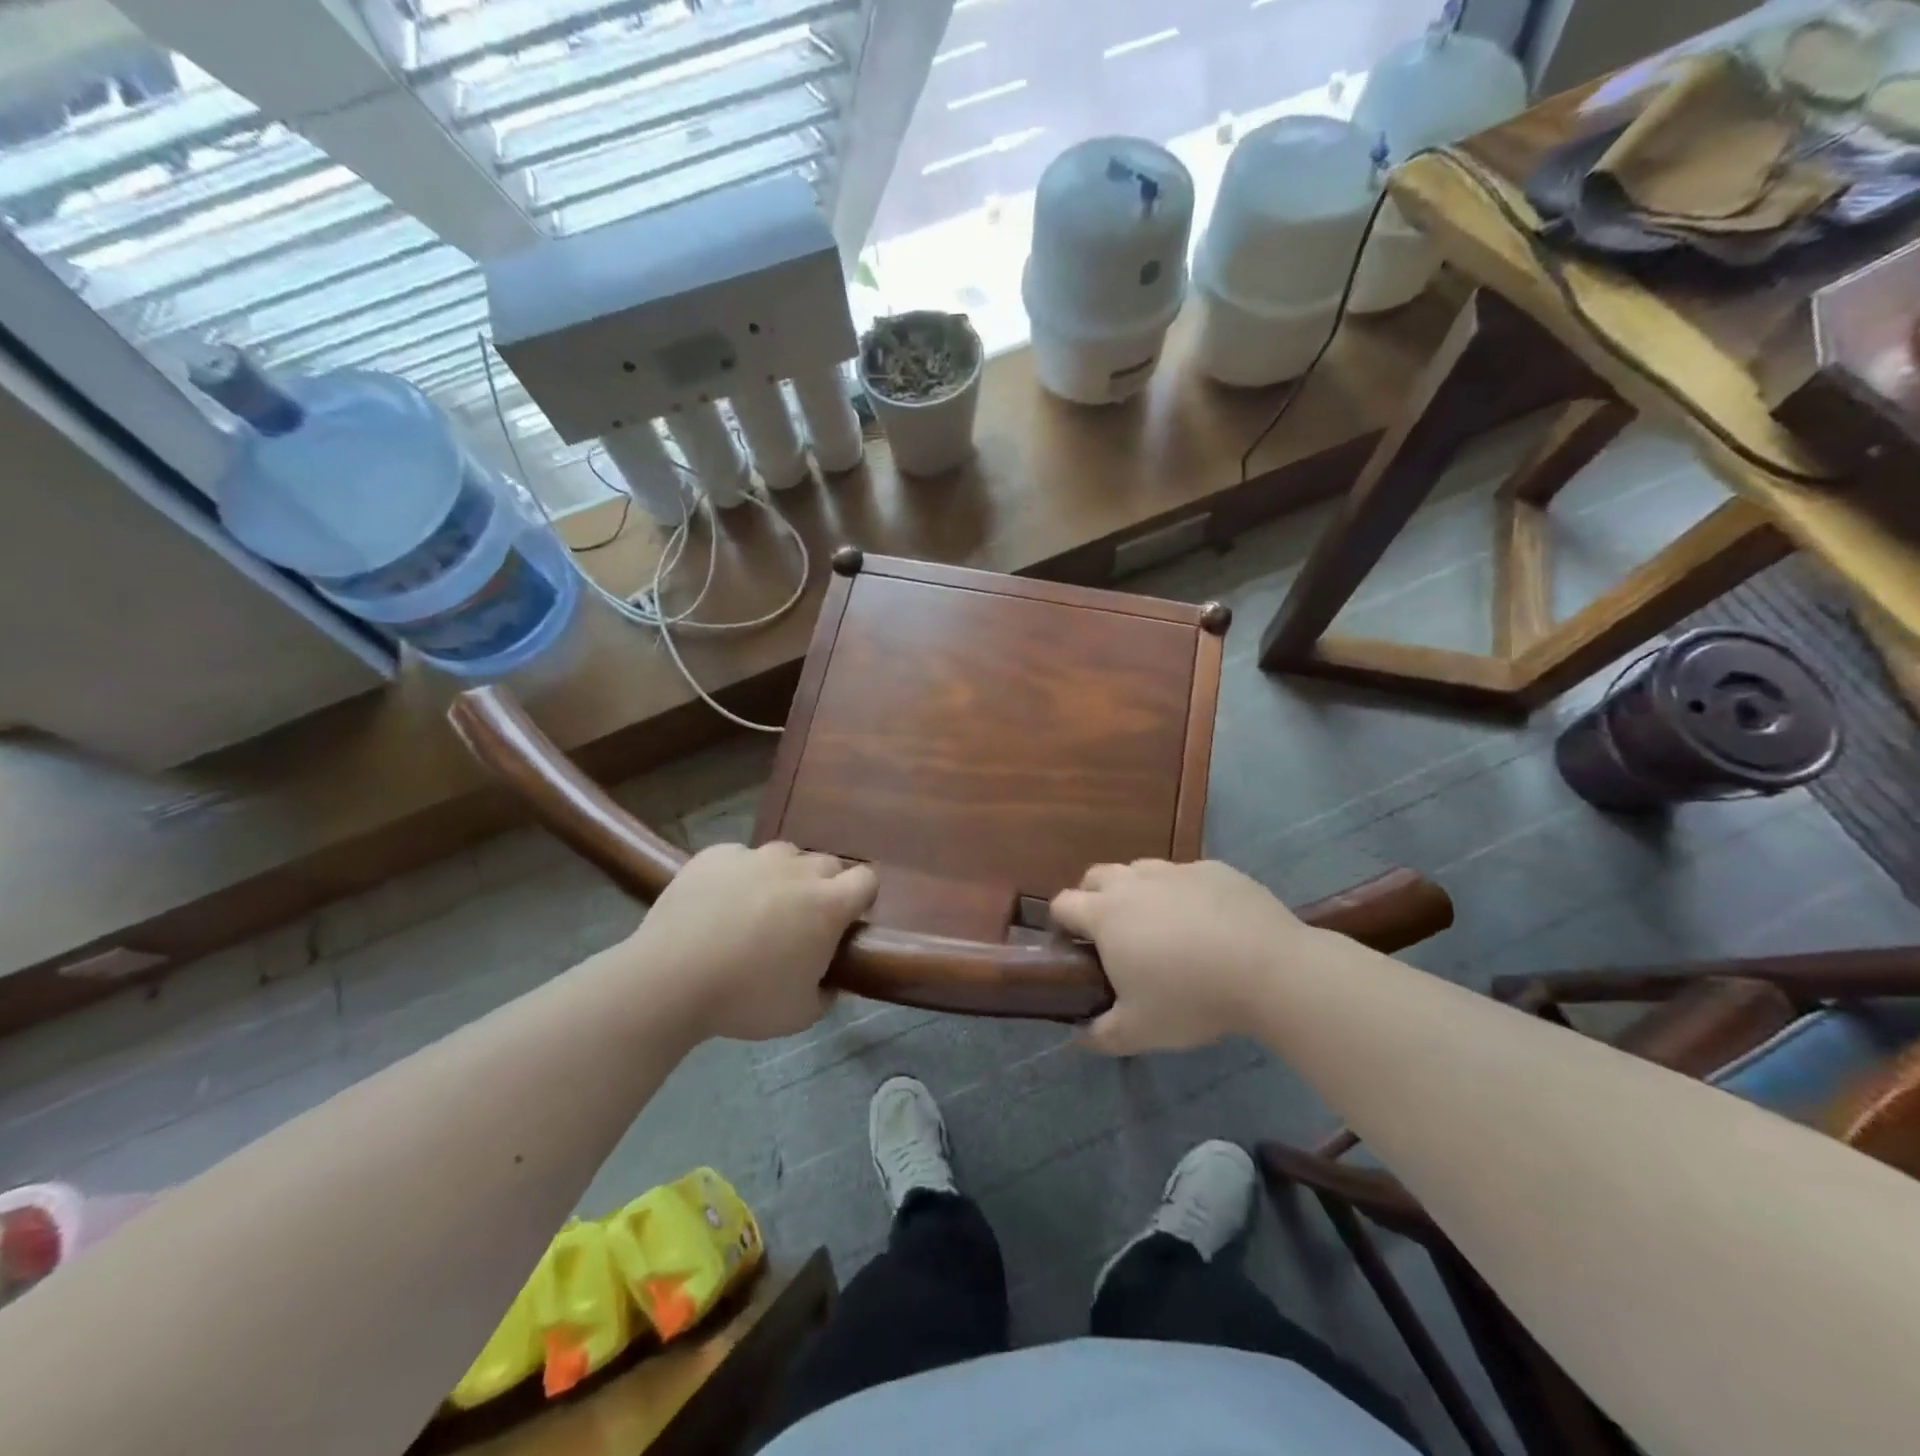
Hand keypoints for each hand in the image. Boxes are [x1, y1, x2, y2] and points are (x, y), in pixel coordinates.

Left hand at [624, 842, 877, 1042]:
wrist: (669, 979)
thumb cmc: (745, 999)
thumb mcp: (801, 1014)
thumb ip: (827, 992)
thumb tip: (831, 980)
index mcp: (827, 905)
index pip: (866, 880)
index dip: (861, 898)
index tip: (847, 921)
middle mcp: (798, 870)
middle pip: (827, 864)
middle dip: (823, 887)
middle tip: (801, 922)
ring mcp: (755, 857)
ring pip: (784, 855)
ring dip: (782, 877)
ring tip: (758, 909)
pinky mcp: (716, 854)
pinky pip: (739, 858)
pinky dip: (738, 876)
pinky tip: (719, 904)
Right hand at [1051, 859, 1309, 1054]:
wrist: (1270, 970)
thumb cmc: (1192, 998)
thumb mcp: (1140, 1031)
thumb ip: (1101, 1035)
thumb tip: (1080, 1036)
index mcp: (1106, 915)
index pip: (1063, 904)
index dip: (1060, 923)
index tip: (1072, 948)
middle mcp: (1134, 883)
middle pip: (1096, 876)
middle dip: (1093, 898)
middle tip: (1112, 936)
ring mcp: (1176, 871)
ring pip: (1141, 870)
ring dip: (1138, 891)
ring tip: (1160, 926)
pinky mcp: (1214, 869)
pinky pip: (1186, 875)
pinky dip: (1184, 893)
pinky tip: (1207, 922)